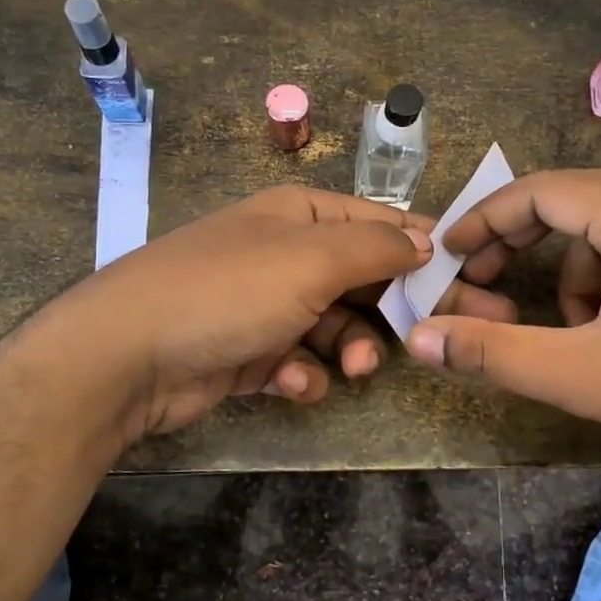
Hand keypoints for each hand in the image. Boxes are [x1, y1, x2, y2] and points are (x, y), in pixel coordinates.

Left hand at [44, 186, 517, 440]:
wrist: (127, 357)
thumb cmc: (229, 291)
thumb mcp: (311, 259)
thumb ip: (374, 248)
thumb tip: (425, 239)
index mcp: (300, 216)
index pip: (380, 224)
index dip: (426, 248)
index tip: (472, 277)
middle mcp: (285, 255)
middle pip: (364, 278)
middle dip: (403, 308)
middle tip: (455, 333)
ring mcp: (265, 305)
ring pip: (335, 326)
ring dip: (351, 348)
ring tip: (357, 367)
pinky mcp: (248, 352)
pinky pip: (297, 362)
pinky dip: (301, 375)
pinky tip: (290, 384)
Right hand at [406, 170, 600, 476]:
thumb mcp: (580, 375)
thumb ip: (493, 352)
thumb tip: (419, 337)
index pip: (541, 191)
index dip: (485, 221)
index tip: (450, 254)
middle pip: (571, 201)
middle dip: (522, 246)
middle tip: (485, 286)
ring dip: (573, 274)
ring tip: (580, 334)